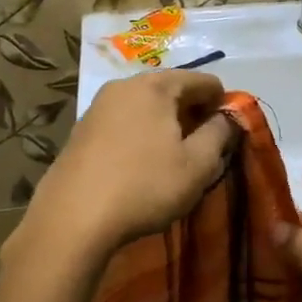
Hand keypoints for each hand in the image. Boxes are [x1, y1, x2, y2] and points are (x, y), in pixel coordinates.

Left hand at [16, 71, 233, 265]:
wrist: (72, 219)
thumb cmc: (145, 186)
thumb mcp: (198, 164)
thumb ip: (220, 133)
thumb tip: (228, 117)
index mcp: (156, 86)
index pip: (204, 81)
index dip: (223, 105)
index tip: (227, 135)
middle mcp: (124, 85)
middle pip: (173, 90)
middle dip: (193, 115)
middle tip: (204, 150)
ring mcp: (98, 107)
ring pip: (147, 108)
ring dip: (167, 127)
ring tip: (174, 160)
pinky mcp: (81, 131)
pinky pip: (125, 123)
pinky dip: (142, 136)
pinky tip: (143, 166)